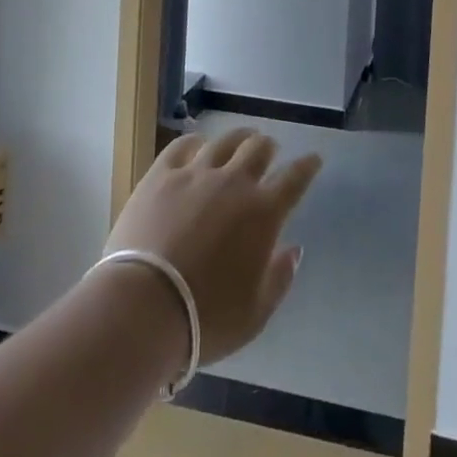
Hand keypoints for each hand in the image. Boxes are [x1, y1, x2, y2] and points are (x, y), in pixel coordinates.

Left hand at [105, 129, 321, 365]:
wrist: (143, 306)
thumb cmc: (205, 318)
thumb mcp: (255, 314)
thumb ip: (279, 278)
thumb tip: (293, 249)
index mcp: (263, 213)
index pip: (294, 178)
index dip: (307, 166)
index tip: (313, 159)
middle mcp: (233, 183)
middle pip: (258, 148)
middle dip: (269, 146)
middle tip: (270, 150)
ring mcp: (195, 174)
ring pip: (224, 141)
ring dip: (238, 138)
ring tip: (240, 140)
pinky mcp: (160, 175)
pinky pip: (182, 146)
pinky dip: (195, 142)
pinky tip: (197, 145)